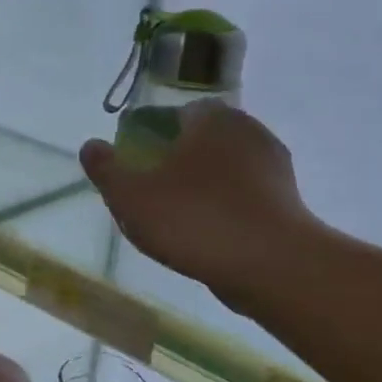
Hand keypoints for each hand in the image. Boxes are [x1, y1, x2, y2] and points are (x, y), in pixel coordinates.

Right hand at [80, 101, 321, 314]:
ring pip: (224, 170)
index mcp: (211, 119)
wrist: (272, 267)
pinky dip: (224, 210)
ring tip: (176, 222)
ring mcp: (275, 168)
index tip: (136, 165)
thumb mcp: (130, 195)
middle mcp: (248, 131)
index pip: (175, 114)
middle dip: (176, 163)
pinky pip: (243, 197)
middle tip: (151, 195)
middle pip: (200, 142)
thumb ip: (106, 169)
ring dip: (201, 188)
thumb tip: (92, 146)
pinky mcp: (289, 202)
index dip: (151, 137)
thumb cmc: (193, 219)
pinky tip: (207, 237)